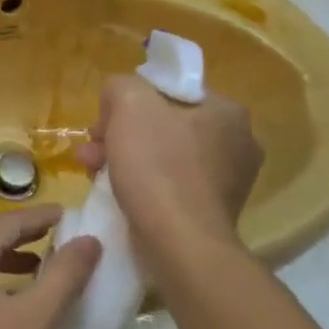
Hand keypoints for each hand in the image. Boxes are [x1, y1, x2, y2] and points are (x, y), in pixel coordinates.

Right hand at [75, 76, 262, 267]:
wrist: (179, 243)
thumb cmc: (158, 165)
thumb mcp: (128, 102)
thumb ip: (120, 85)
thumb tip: (117, 99)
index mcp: (227, 111)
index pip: (168, 91)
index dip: (129, 101)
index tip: (104, 122)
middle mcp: (237, 143)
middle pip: (162, 124)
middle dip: (120, 133)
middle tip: (92, 148)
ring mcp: (228, 181)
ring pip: (161, 155)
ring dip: (123, 157)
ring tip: (91, 170)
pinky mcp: (212, 212)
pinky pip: (168, 184)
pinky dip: (140, 184)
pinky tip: (113, 191)